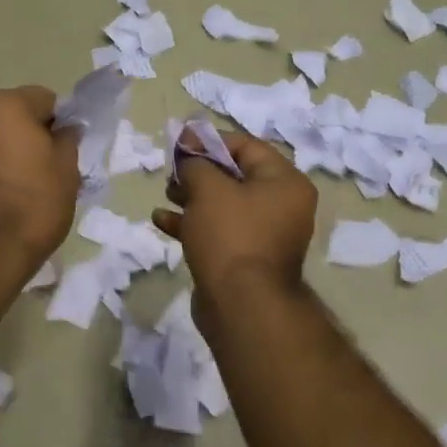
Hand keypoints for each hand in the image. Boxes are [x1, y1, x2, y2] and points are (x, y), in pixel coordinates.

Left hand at [0, 86, 79, 273]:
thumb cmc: (33, 203)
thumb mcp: (67, 169)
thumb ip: (68, 139)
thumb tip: (65, 128)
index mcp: (4, 104)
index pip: (44, 99)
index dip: (59, 122)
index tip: (65, 150)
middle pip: (11, 115)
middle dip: (28, 134)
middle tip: (44, 168)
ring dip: (3, 150)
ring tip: (18, 185)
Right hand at [153, 131, 316, 304]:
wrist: (241, 306)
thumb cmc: (230, 235)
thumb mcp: (208, 188)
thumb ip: (195, 163)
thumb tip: (189, 153)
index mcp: (284, 182)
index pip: (247, 146)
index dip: (210, 140)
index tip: (179, 143)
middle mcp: (282, 206)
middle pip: (236, 175)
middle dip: (200, 171)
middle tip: (172, 172)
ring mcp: (264, 235)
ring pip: (224, 205)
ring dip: (192, 196)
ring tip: (166, 193)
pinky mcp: (244, 259)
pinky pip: (218, 231)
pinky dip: (192, 223)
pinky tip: (162, 220)